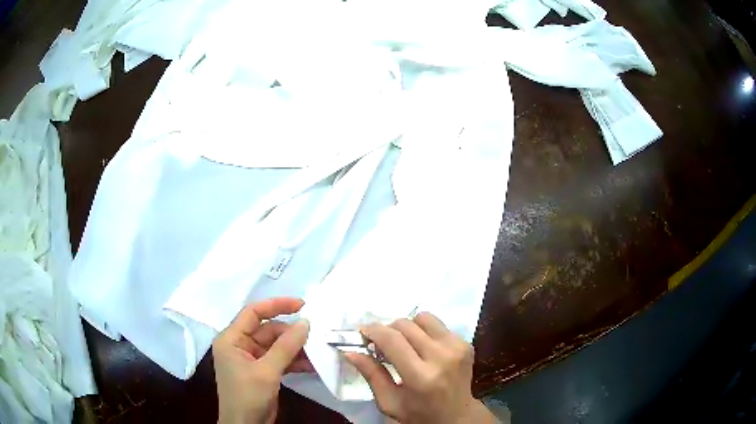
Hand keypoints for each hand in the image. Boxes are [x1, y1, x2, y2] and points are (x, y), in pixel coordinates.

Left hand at [213, 298, 311, 423]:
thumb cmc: (248, 396)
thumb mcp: (267, 371)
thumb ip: (286, 346)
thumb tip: (305, 322)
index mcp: (231, 339)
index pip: (253, 313)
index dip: (276, 305)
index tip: (302, 305)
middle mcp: (240, 345)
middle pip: (268, 330)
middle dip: (291, 333)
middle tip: (316, 334)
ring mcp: (251, 359)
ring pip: (276, 345)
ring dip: (296, 348)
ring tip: (317, 350)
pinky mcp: (262, 371)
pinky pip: (280, 359)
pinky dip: (294, 361)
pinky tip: (312, 365)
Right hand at [345, 312, 497, 423]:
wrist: (457, 415)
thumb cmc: (419, 413)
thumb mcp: (389, 402)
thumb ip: (371, 375)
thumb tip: (350, 351)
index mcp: (421, 376)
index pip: (392, 340)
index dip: (373, 331)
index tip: (363, 333)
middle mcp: (442, 357)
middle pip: (406, 325)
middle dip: (388, 330)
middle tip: (382, 345)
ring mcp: (457, 347)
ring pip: (423, 318)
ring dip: (408, 328)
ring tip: (405, 345)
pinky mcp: (466, 343)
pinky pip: (438, 326)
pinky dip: (425, 332)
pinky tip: (423, 349)